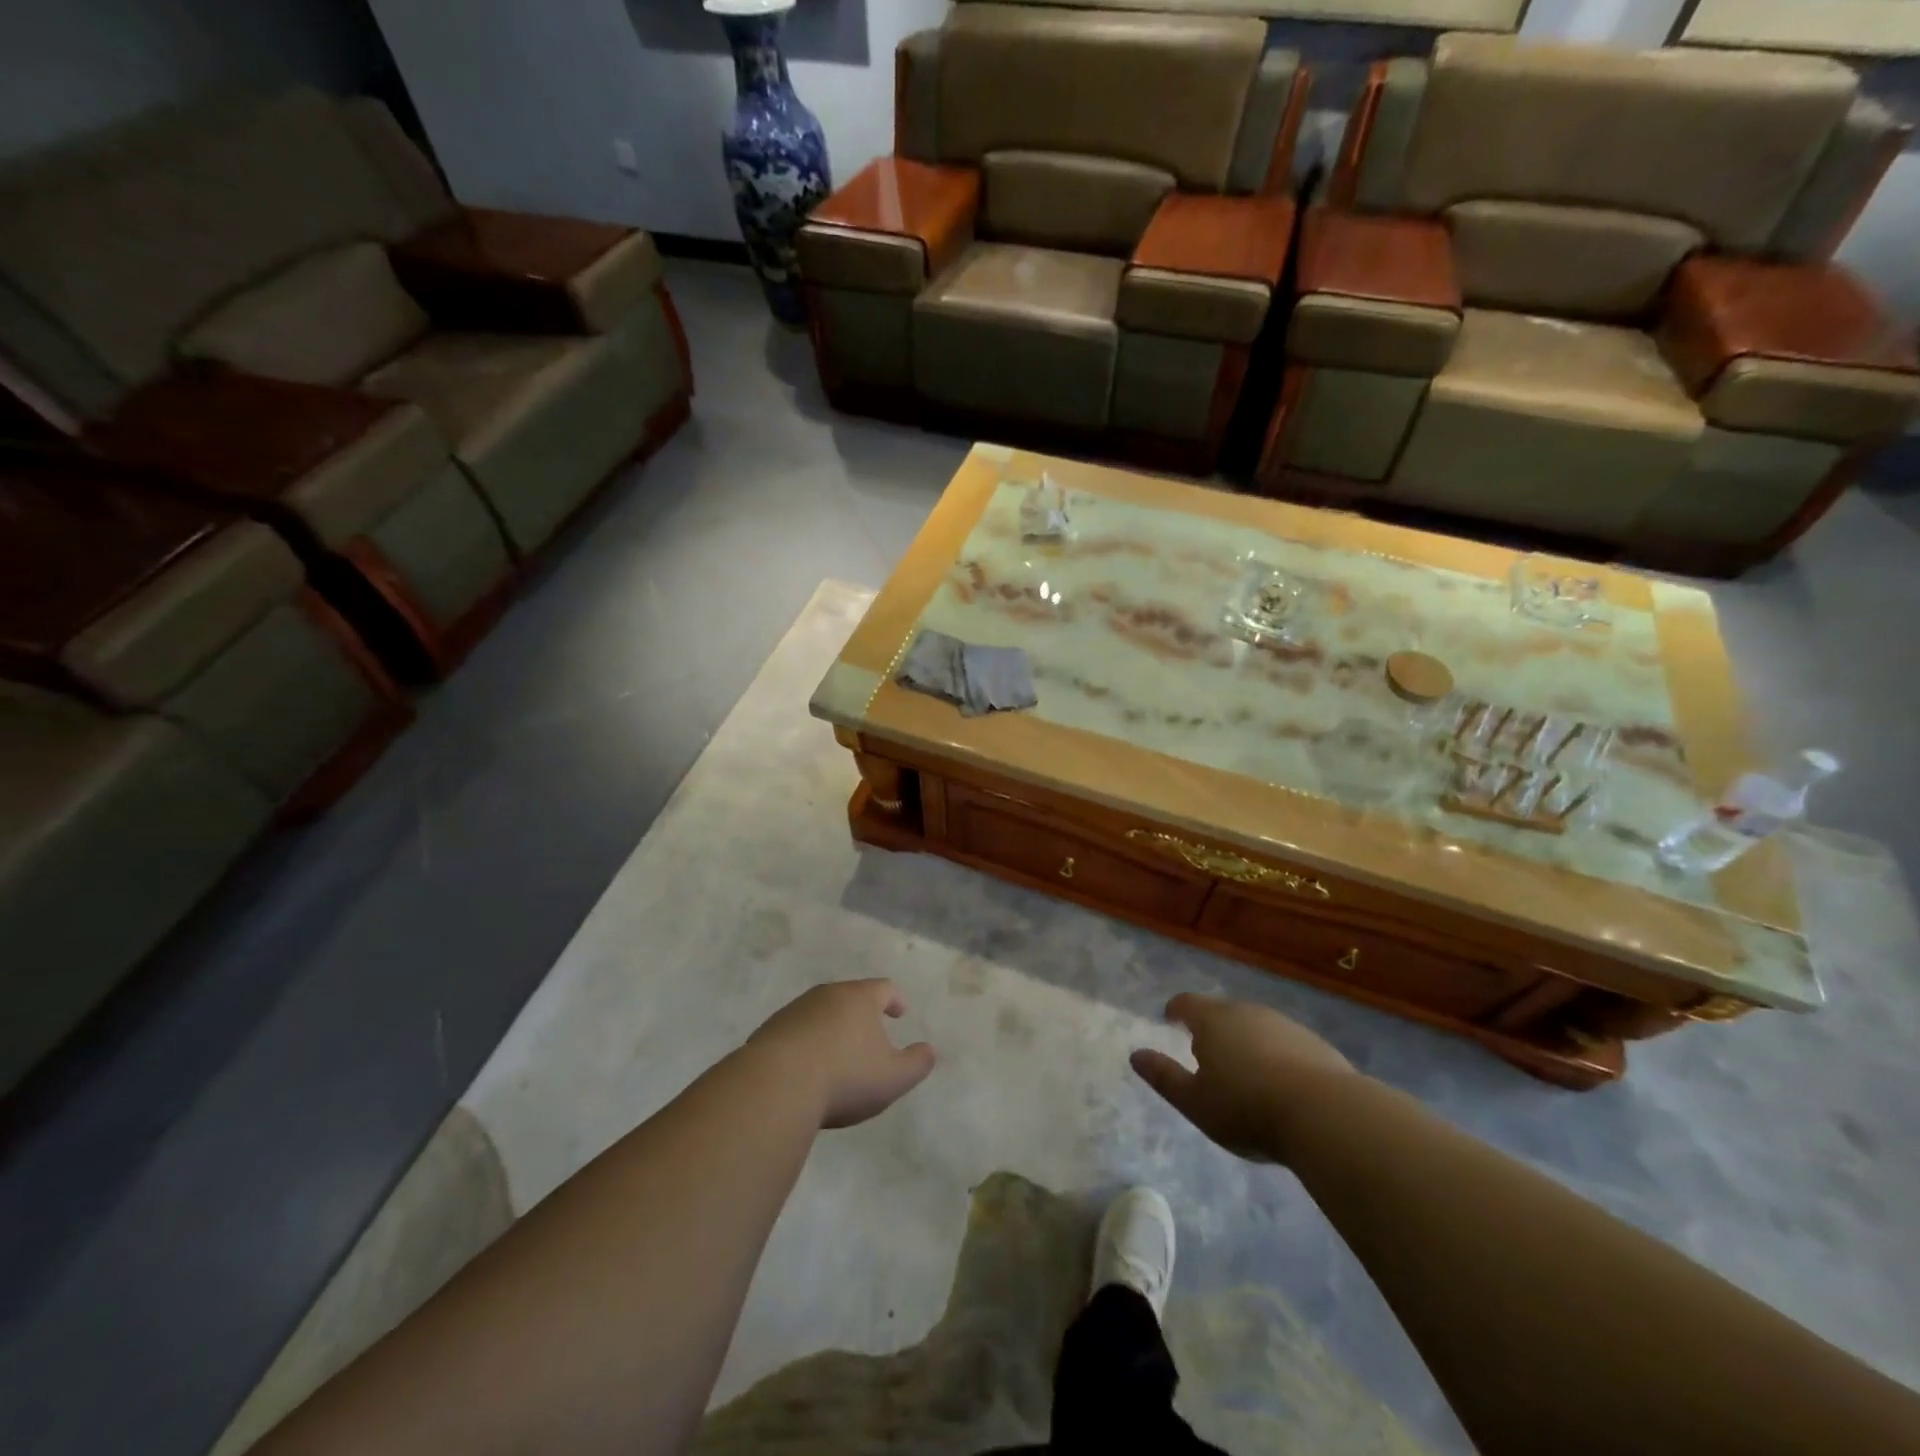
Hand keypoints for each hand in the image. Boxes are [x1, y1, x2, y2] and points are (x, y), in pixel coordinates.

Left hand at [749, 979, 936, 1128]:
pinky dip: (806, 1043)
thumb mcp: (893, 1078)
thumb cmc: (844, 1077)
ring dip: (832, 1027)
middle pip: (849, 996)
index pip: (883, 988)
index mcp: (859, 999)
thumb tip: (929, 1050)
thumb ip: (917, 1063)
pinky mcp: (768, 1031)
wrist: (775, 1087)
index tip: (901, 1012)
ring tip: (838, 1053)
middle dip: (862, 1012)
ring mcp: (794, 1011)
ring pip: (820, 1012)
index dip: (895, 999)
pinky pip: (796, 1032)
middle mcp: (826, 995)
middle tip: (871, 1030)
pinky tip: (807, 1067)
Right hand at [1132, 993, 1356, 1162]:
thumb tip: (1135, 1055)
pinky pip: (1285, 1043)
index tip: (1170, 1018)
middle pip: (1222, 1012)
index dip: (1176, 1009)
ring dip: (1245, 1041)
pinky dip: (1275, 1055)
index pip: (1187, 1003)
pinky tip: (1280, 1083)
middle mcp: (1247, 1012)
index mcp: (1213, 1020)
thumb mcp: (1195, 1102)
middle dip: (1211, 1027)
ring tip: (1243, 1070)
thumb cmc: (1247, 1107)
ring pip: (1255, 1026)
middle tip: (1205, 1051)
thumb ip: (1163, 1077)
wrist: (1326, 1115)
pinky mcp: (1315, 1045)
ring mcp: (1285, 1025)